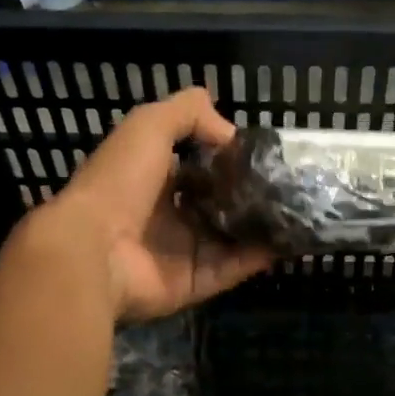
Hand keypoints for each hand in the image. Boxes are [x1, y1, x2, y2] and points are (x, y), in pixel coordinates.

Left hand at [25, 88, 271, 320]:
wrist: (93, 250)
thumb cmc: (119, 181)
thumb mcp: (149, 125)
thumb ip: (188, 113)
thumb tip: (230, 132)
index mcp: (152, 177)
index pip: (197, 165)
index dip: (227, 157)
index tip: (264, 152)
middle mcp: (167, 215)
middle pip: (217, 203)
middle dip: (250, 194)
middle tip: (290, 183)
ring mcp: (180, 252)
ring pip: (231, 237)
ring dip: (262, 225)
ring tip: (301, 209)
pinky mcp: (193, 282)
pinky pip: (233, 268)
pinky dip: (260, 256)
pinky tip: (290, 239)